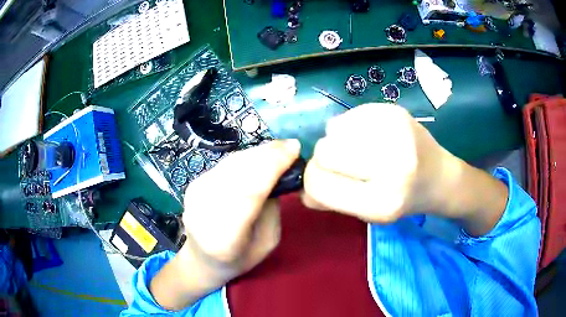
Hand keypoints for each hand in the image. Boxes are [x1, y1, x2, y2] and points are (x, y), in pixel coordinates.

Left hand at [151, 140, 300, 309]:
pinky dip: (245, 157)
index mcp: (224, 236)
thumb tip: (278, 171)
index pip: (249, 192)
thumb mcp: (267, 241)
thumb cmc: (239, 258)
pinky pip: (225, 164)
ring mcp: (195, 194)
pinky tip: (259, 157)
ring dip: (257, 152)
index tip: (294, 149)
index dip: (272, 166)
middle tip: (290, 145)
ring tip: (278, 148)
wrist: (202, 259)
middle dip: (267, 154)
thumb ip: (271, 208)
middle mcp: (204, 211)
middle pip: (238, 171)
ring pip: (231, 163)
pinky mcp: (193, 183)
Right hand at [302, 103, 461, 222]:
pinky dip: (351, 127)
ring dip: (339, 141)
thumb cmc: (403, 200)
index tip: (323, 180)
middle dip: (326, 159)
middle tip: (344, 164)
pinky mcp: (394, 111)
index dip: (313, 181)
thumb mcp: (367, 214)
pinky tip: (370, 136)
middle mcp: (391, 165)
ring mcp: (395, 132)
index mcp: (382, 202)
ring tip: (361, 150)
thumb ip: (331, 201)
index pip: (320, 184)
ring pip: (333, 129)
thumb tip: (301, 189)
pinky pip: (349, 115)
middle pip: (324, 151)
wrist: (439, 176)